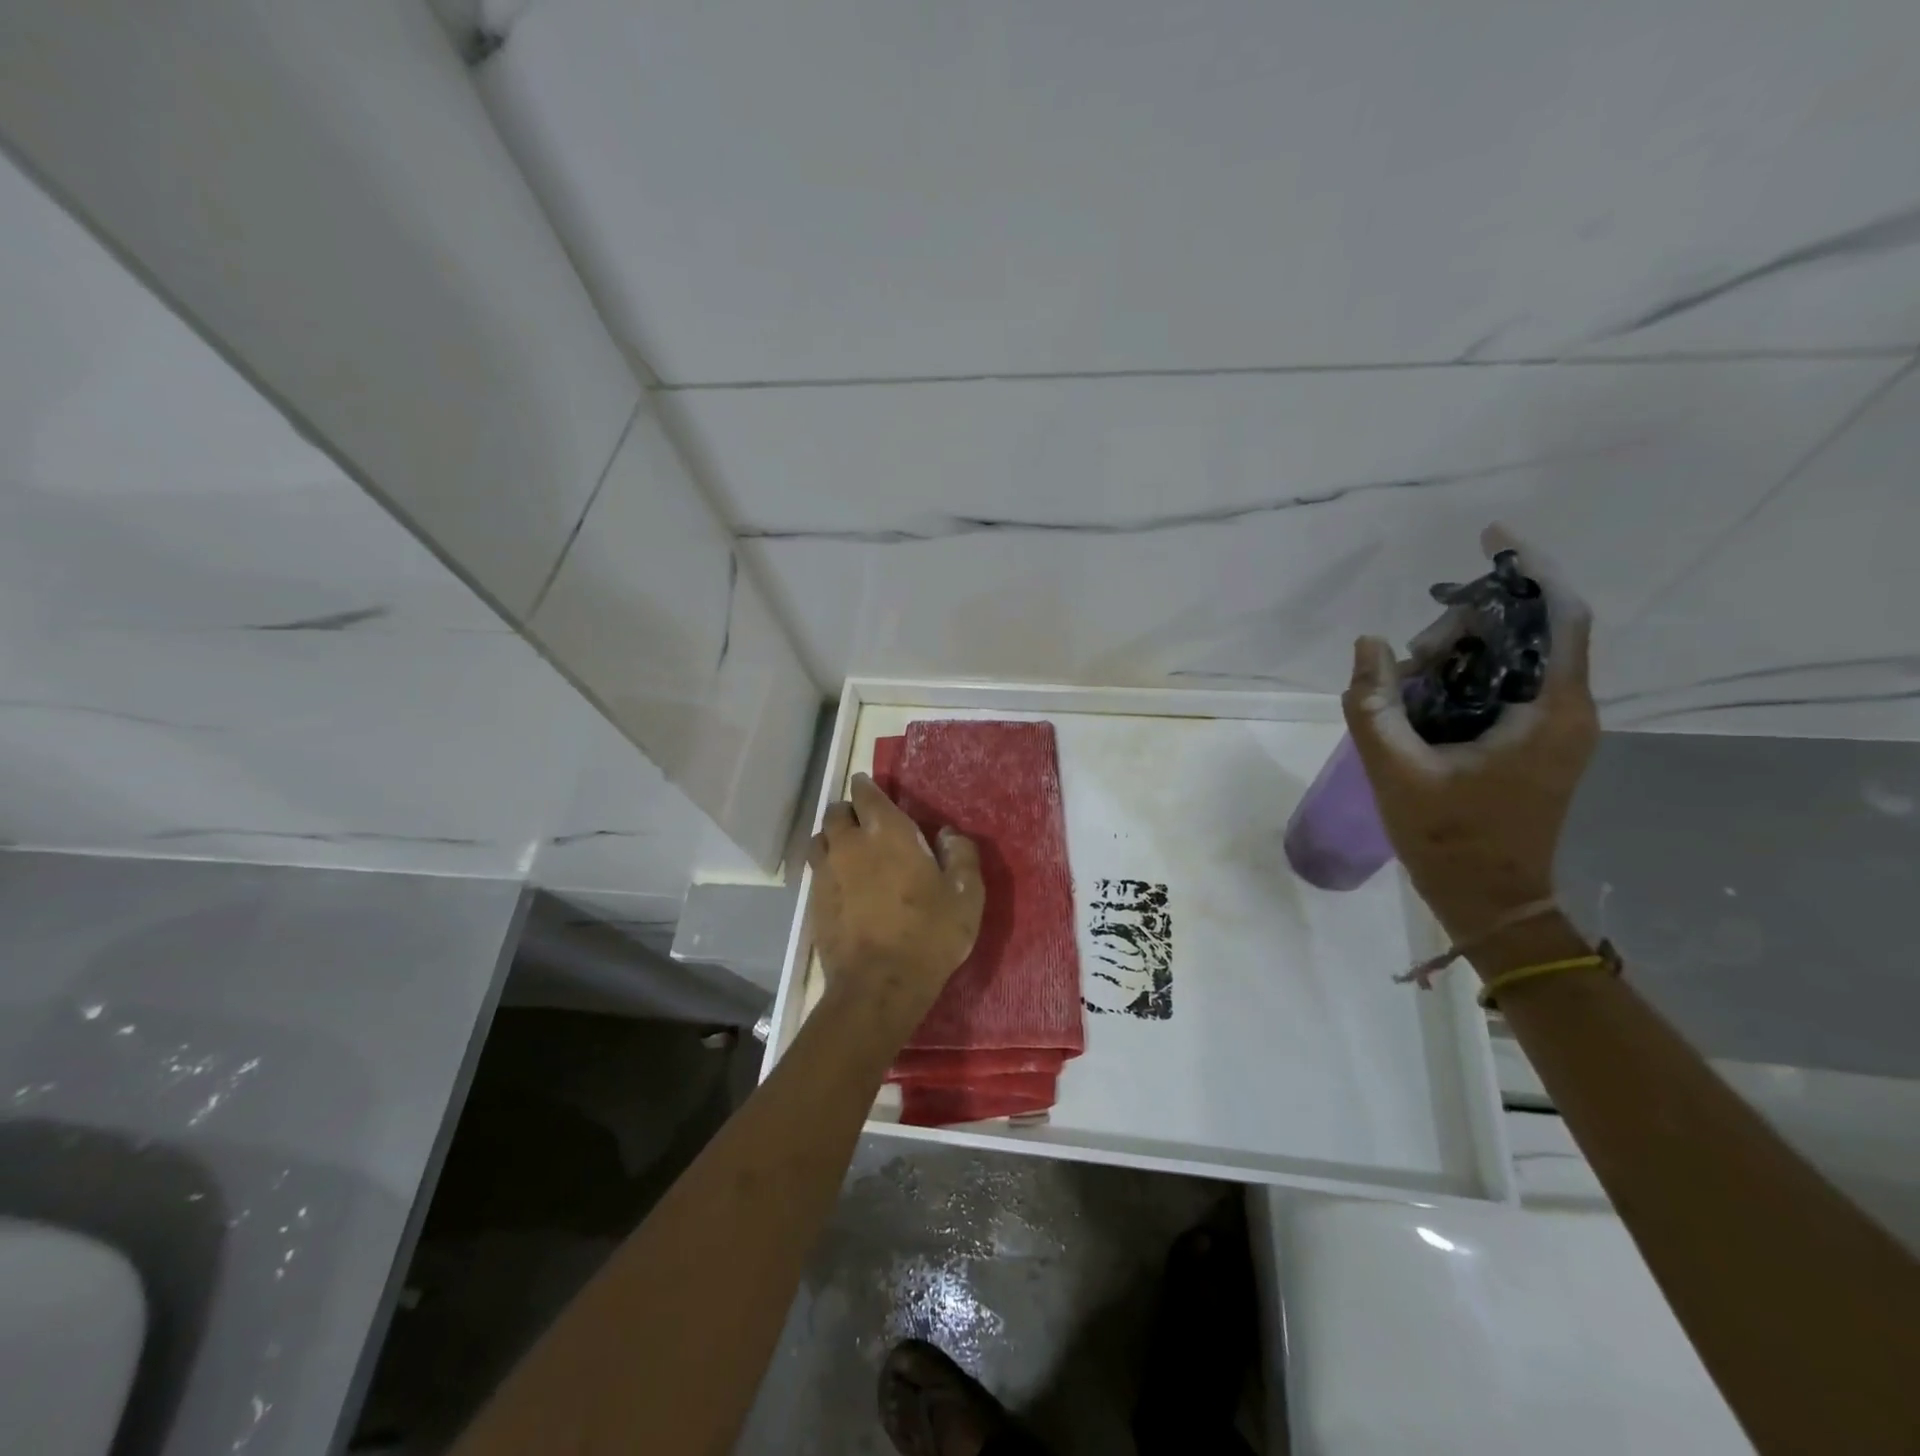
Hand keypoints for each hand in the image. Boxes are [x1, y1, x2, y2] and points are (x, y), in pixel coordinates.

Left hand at [807, 773, 983, 1024]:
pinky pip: (815, 870)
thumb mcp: (965, 896)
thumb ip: (961, 855)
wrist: (879, 986)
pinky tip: (840, 882)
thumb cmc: (929, 935)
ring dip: (833, 836)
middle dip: (849, 810)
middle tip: (864, 821)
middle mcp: (850, 843)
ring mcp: (827, 872)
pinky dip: (826, 866)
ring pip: (821, 838)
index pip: (866, 793)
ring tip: (848, 849)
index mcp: (888, 832)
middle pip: (837, 812)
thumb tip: (948, 833)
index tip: (869, 787)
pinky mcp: (814, 901)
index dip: (867, 787)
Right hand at [1342, 526, 1598, 944]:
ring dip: (1458, 657)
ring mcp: (1554, 727)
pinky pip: (1505, 687)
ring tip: (1403, 685)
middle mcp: (1566, 709)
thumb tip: (1368, 643)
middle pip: (1527, 633)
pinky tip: (1419, 699)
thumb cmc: (1448, 838)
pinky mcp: (1536, 742)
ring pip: (1512, 660)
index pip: (1558, 615)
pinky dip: (1464, 679)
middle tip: (1407, 654)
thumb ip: (1373, 703)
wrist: (1488, 898)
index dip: (1528, 569)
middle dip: (1466, 627)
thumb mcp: (1395, 769)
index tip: (1489, 537)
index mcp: (1549, 710)